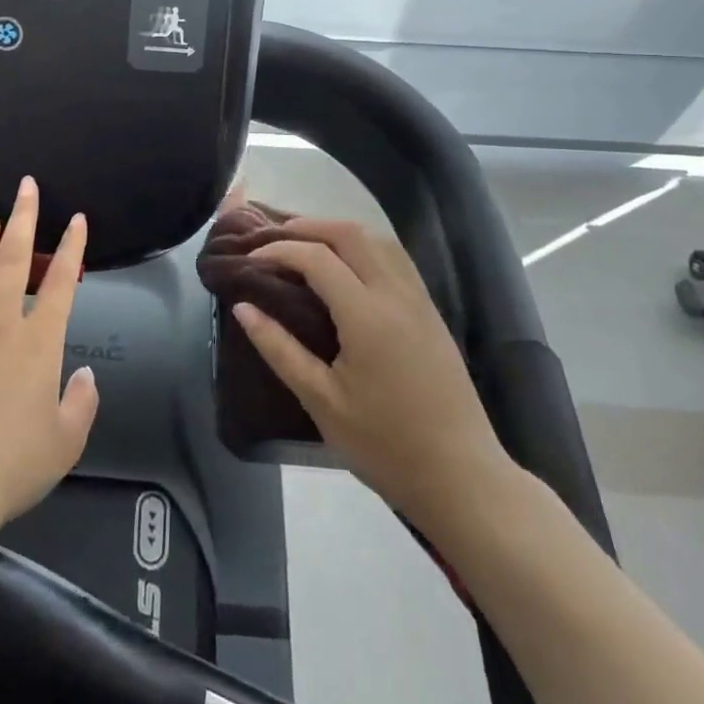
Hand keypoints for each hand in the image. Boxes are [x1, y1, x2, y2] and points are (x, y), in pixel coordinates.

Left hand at [0, 177, 98, 541]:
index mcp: (37, 342)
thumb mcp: (66, 441)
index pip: (59, 282)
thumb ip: (81, 402)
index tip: (77, 219)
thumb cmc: (12, 465)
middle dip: (24, 218)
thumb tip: (84, 376)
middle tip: (26, 187)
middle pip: (13, 259)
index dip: (72, 247)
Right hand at [231, 219, 514, 529]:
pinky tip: (347, 264)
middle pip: (350, 233)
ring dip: (337, 231)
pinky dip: (364, 245)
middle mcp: (395, 294)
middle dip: (307, 226)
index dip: (279, 250)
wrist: (462, 477)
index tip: (250, 260)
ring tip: (305, 244)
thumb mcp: (321, 401)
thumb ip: (279, 348)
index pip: (316, 258)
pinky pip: (395, 257)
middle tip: (273, 239)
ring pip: (378, 239)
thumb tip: (241, 307)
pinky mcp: (430, 311)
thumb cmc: (385, 445)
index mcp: (366, 315)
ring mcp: (418, 299)